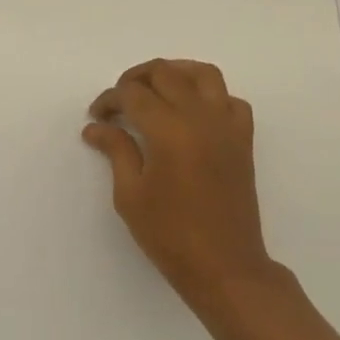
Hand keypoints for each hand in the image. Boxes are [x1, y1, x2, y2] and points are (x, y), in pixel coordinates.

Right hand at [84, 59, 276, 301]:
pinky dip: (209, 95)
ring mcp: (227, 125)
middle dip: (135, 79)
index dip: (109, 100)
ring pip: (203, 74)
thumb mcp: (130, 195)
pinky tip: (192, 112)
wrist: (225, 266)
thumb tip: (96, 126)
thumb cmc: (170, 235)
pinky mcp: (243, 139)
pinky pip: (230, 99)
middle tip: (118, 101)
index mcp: (169, 130)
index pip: (133, 94)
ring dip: (174, 73)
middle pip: (165, 73)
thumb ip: (116, 150)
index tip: (96, 117)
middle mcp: (201, 117)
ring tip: (154, 90)